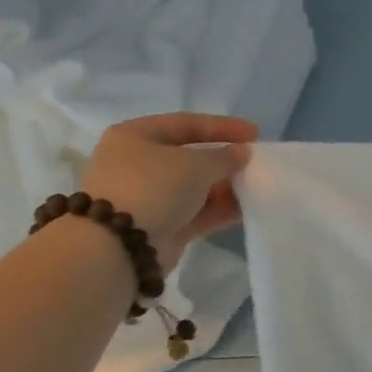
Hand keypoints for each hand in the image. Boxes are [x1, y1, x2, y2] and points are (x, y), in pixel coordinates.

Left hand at [78, 113, 257, 270]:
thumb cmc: (152, 188)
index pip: (186, 123)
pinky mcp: (156, 226)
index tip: (255, 133)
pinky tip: (246, 209)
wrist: (116, 248)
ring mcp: (145, 197)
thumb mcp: (196, 164)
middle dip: (224, 161)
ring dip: (224, 187)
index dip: (223, 126)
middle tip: (254, 163)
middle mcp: (136, 163)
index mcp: (135, 136)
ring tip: (255, 188)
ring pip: (193, 187)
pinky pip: (194, 212)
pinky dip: (218, 209)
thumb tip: (242, 153)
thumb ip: (225, 156)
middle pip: (189, 156)